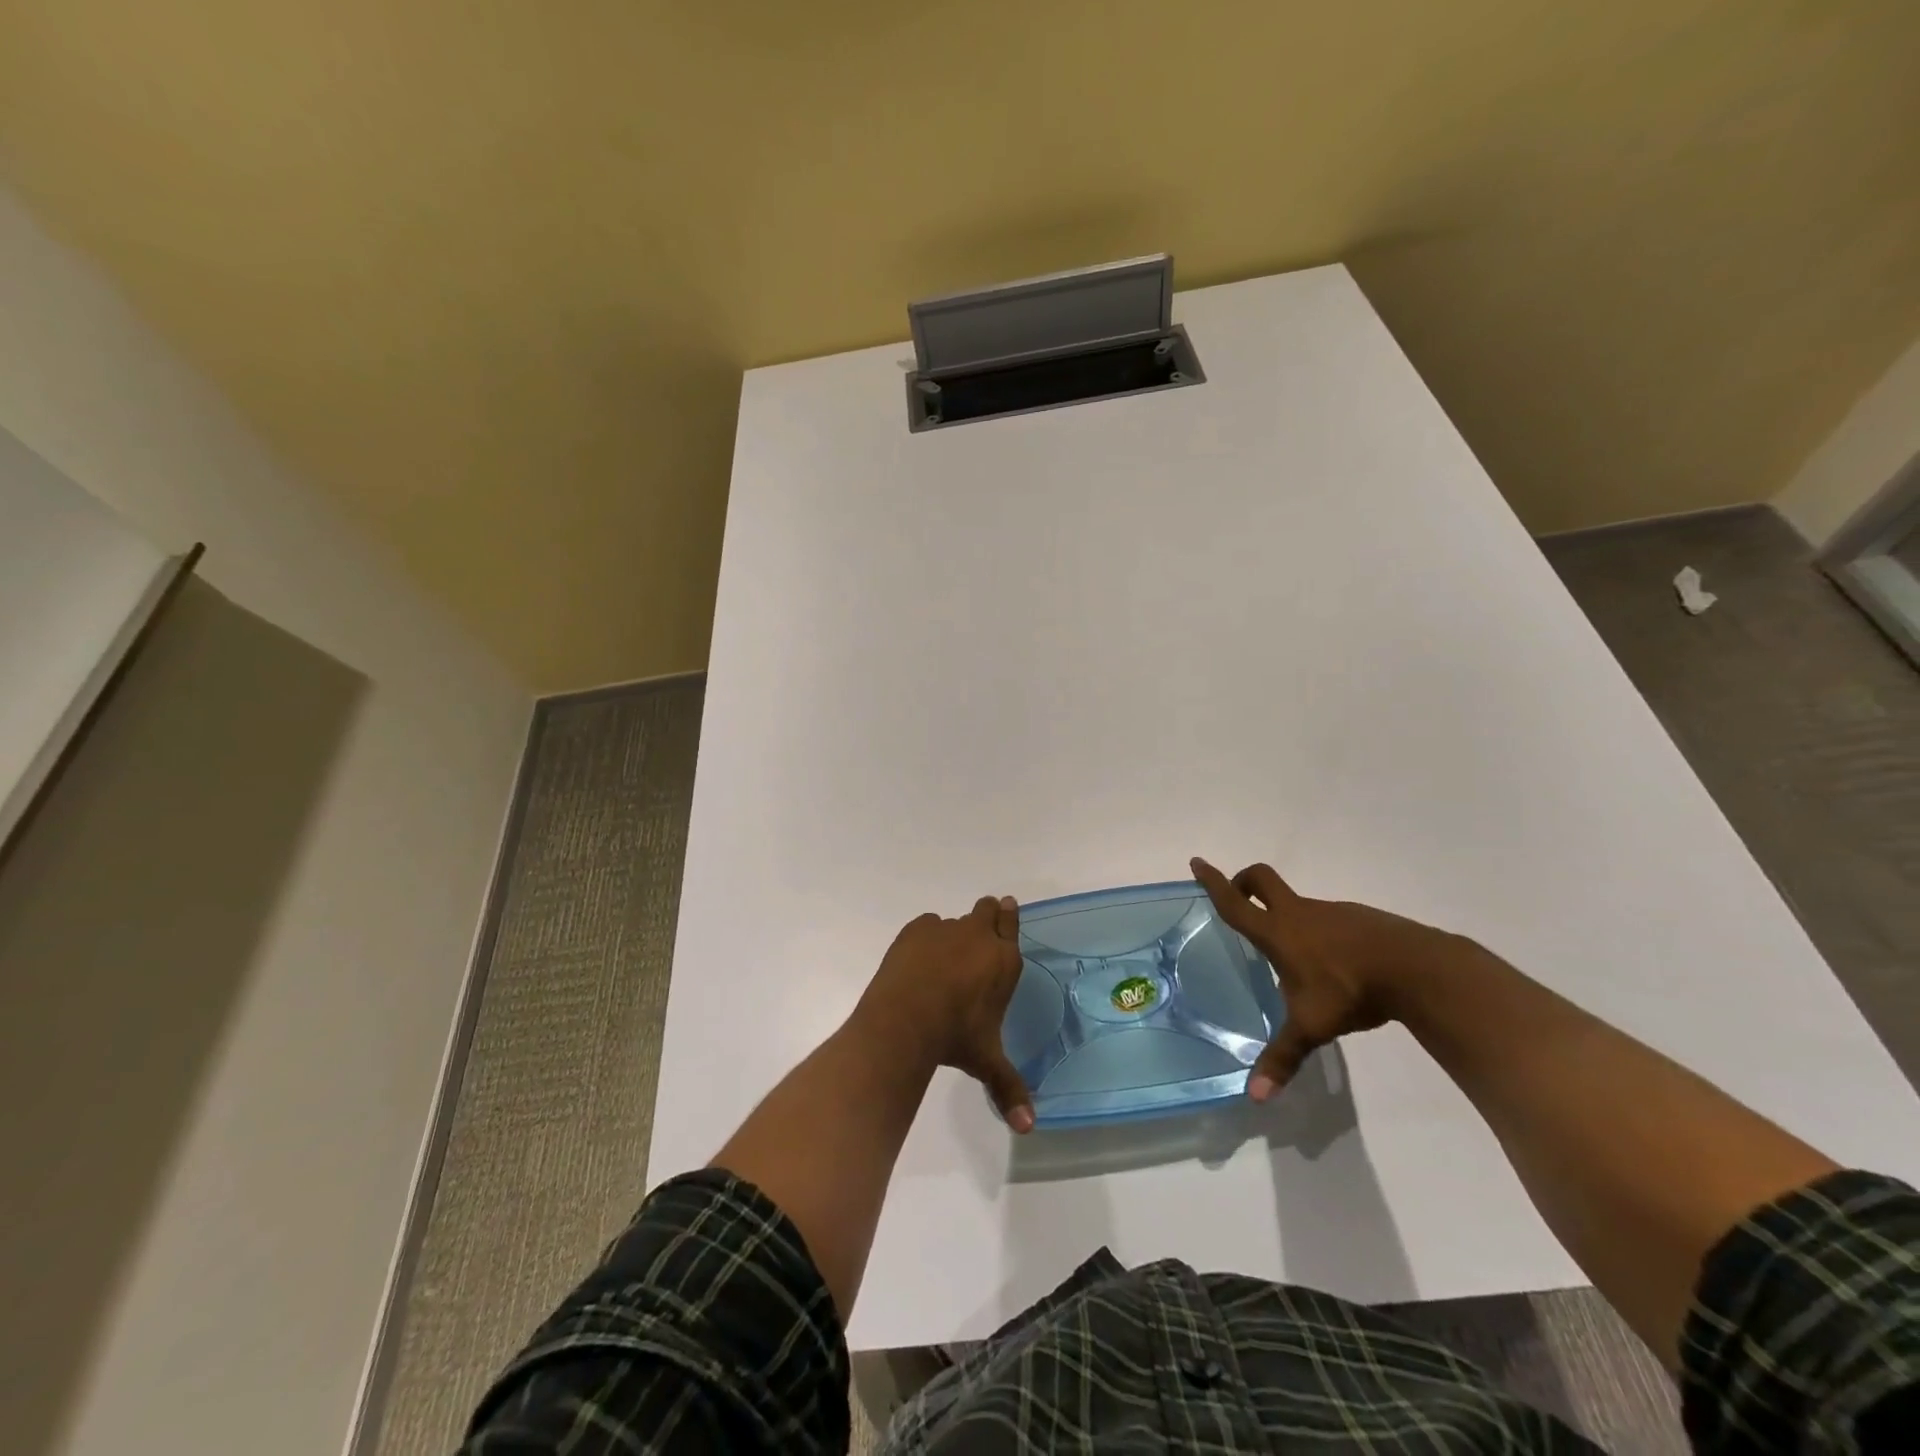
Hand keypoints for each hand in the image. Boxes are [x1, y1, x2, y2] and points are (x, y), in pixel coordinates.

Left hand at [858, 896, 1034, 1132]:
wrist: (906, 1021)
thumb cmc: (955, 1038)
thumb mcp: (986, 1062)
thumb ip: (1009, 1088)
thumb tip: (1028, 1128)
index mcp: (1003, 961)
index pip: (1012, 922)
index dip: (1009, 916)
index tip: (1006, 910)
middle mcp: (978, 937)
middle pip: (988, 909)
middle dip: (985, 917)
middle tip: (975, 939)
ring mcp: (945, 929)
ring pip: (955, 921)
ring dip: (952, 936)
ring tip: (940, 964)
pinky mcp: (916, 929)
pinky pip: (926, 926)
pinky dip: (924, 939)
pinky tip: (916, 963)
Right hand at [1191, 856, 1458, 1101]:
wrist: (1416, 968)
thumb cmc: (1350, 990)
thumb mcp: (1312, 1027)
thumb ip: (1283, 1057)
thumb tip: (1256, 1098)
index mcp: (1278, 932)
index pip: (1235, 902)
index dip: (1213, 882)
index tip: (1197, 861)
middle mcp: (1299, 913)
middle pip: (1262, 879)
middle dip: (1244, 881)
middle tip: (1238, 895)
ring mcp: (1332, 912)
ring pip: (1298, 903)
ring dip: (1286, 915)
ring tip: (1294, 957)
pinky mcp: (1360, 919)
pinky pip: (1328, 918)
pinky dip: (1321, 932)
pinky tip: (1336, 967)